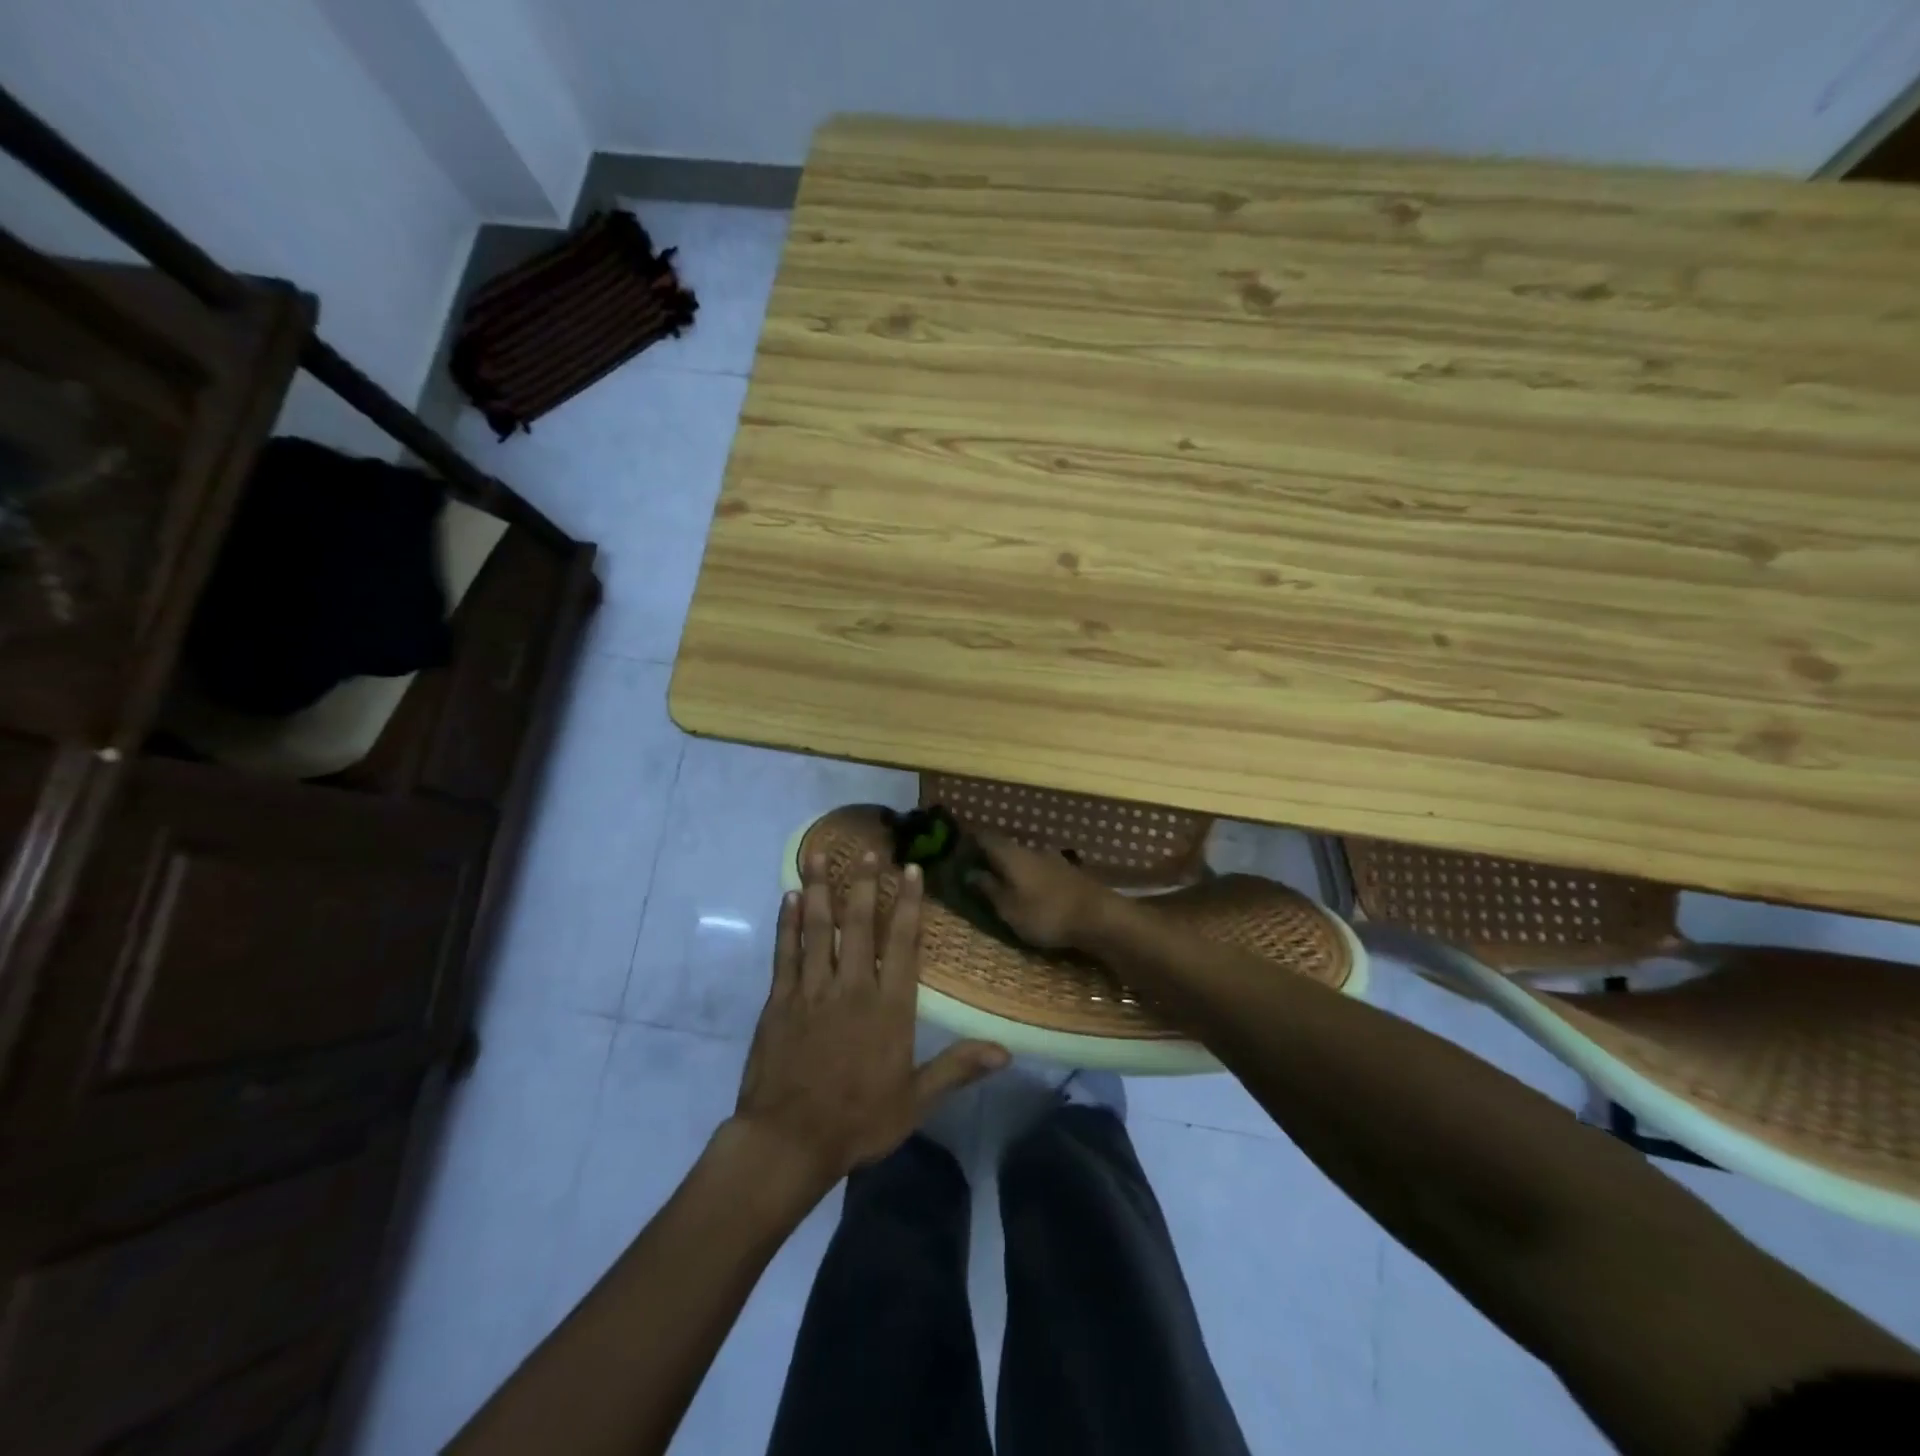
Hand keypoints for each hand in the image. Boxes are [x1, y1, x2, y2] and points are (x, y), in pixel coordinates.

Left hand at [732, 851, 1007, 1187]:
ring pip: (818, 928)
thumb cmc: (858, 1121)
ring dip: (821, 889)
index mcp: (889, 1008)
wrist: (788, 1142)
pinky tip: (791, 897)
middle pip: (858, 925)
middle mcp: (852, 988)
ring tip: (820, 854)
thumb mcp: (915, 1101)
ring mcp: (813, 990)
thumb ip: (957, 1069)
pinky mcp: (781, 1000)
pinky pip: (786, 952)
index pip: (902, 944)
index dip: (907, 904)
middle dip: (863, 883)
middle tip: (866, 849)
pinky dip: (789, 922)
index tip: (910, 870)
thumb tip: (1006, 1051)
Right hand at [969, 831, 1122, 949]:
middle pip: (1004, 846)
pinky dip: (1027, 874)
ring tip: (999, 880)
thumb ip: (988, 889)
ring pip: (1023, 856)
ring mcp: (1052, 858)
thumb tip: (970, 872)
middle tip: (974, 867)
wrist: (1099, 916)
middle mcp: (1030, 848)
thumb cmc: (1045, 913)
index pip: (984, 837)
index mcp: (1011, 854)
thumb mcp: (1009, 908)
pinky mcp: (1067, 871)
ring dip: (1010, 865)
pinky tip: (1027, 887)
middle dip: (989, 854)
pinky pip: (1038, 867)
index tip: (956, 847)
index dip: (969, 840)